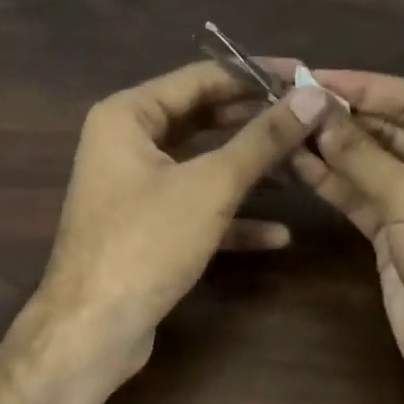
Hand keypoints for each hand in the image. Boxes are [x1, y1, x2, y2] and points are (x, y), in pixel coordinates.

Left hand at [33, 61, 332, 378]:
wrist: (92, 329)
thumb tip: (311, 96)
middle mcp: (125, 144)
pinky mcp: (145, 229)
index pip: (200, 78)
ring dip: (249, 171)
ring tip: (303, 170)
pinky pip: (194, 209)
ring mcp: (134, 189)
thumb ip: (262, 139)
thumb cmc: (146, 242)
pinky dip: (231, 218)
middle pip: (202, 120)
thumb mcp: (210, 186)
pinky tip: (278, 234)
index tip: (304, 75)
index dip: (254, 74)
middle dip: (256, 125)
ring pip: (200, 167)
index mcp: (127, 115)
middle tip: (309, 122)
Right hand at [289, 70, 403, 403]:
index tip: (309, 75)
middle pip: (389, 130)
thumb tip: (315, 109)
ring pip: (370, 164)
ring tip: (281, 126)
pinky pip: (361, 196)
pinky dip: (331, 181)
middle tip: (286, 101)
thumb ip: (361, 154)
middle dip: (341, 118)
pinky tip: (296, 163)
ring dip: (330, 148)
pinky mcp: (396, 234)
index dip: (361, 86)